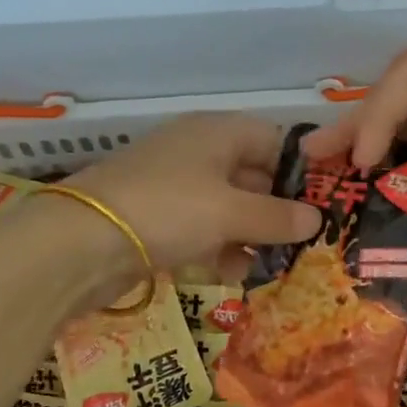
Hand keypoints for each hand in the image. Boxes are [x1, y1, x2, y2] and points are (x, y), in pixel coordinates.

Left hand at [64, 113, 321, 275]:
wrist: (81, 241)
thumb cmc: (169, 209)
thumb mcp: (231, 212)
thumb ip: (277, 217)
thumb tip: (317, 219)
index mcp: (218, 133)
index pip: (274, 141)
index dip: (301, 171)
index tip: (325, 206)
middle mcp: (198, 151)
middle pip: (252, 175)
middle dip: (279, 210)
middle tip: (308, 243)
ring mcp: (175, 185)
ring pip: (228, 205)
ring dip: (252, 234)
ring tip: (277, 265)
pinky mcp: (157, 217)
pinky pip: (202, 227)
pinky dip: (220, 246)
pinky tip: (236, 273)